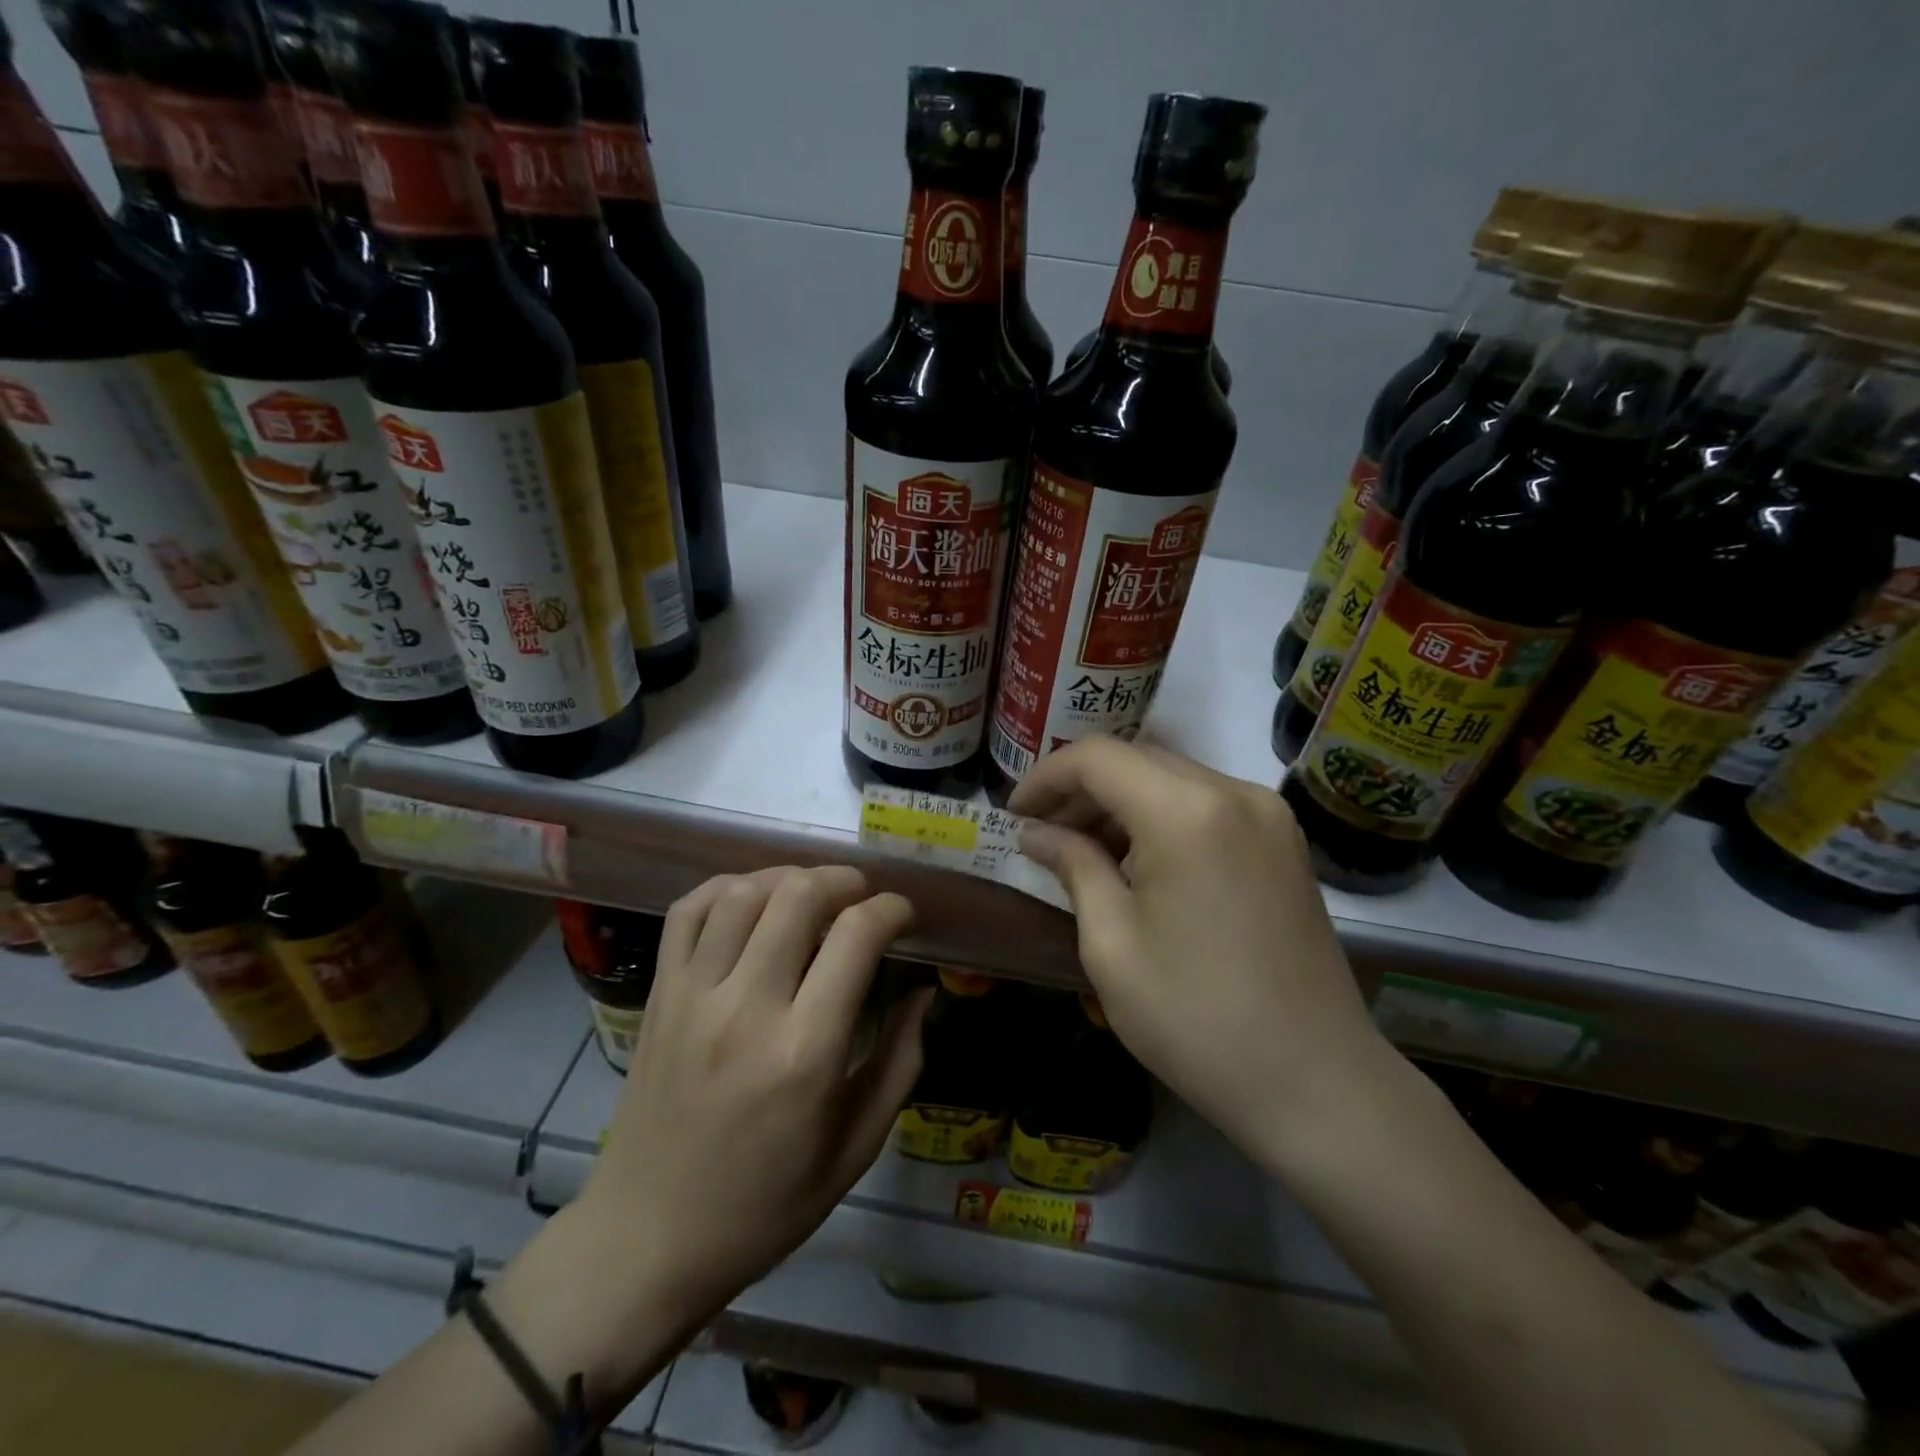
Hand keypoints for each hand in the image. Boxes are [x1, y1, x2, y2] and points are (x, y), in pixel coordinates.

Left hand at [577, 866, 929, 1321]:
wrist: (647, 1240)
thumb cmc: (765, 1205)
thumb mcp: (856, 1147)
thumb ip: (901, 1061)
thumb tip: (923, 991)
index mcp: (806, 1050)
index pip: (857, 935)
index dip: (892, 909)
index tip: (904, 916)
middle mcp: (747, 1008)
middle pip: (799, 895)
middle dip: (844, 880)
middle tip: (862, 898)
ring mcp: (693, 996)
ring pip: (743, 892)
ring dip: (788, 877)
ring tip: (811, 894)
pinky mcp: (659, 995)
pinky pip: (687, 912)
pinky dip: (725, 888)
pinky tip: (750, 900)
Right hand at [1011, 738, 1390, 1164]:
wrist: (1316, 1084)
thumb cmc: (1196, 1019)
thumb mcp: (1112, 944)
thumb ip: (1073, 867)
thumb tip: (1037, 833)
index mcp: (1186, 811)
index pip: (1097, 757)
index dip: (1045, 777)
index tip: (1013, 815)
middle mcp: (1233, 792)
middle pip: (1137, 761)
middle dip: (1080, 790)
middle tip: (1041, 836)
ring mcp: (1268, 815)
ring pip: (1172, 779)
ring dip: (1120, 804)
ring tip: (1081, 851)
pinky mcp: (1283, 842)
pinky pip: (1205, 805)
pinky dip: (1160, 819)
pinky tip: (1137, 862)